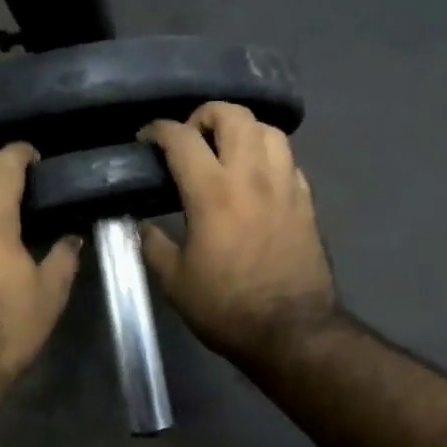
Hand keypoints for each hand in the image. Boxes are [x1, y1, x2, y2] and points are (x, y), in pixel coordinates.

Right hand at [139, 102, 338, 360]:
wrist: (292, 331)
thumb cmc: (227, 307)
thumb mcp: (175, 282)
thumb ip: (152, 244)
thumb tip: (139, 224)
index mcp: (213, 192)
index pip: (182, 138)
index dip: (158, 130)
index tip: (146, 139)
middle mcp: (252, 175)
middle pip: (233, 114)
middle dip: (204, 115)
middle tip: (190, 139)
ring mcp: (285, 184)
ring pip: (267, 129)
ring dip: (242, 129)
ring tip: (225, 150)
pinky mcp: (306, 200)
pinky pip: (287, 158)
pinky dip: (267, 155)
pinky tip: (255, 176)